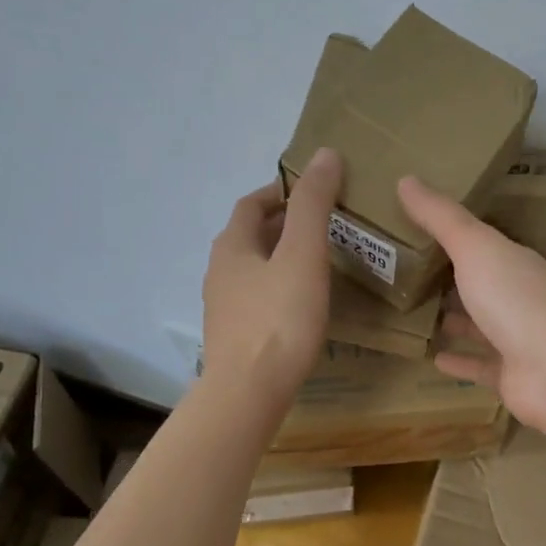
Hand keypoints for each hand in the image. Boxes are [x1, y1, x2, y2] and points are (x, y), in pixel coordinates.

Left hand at [203, 148, 342, 410]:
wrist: (248, 391)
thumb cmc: (279, 318)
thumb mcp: (303, 255)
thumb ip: (314, 205)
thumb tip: (325, 154)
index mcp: (232, 245)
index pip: (253, 204)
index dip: (281, 192)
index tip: (313, 193)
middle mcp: (219, 271)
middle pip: (250, 236)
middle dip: (283, 224)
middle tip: (324, 227)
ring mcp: (222, 306)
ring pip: (253, 268)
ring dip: (280, 257)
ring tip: (317, 263)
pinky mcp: (233, 336)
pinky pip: (256, 298)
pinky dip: (278, 288)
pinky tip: (301, 305)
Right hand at [398, 175, 545, 430]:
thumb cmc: (515, 299)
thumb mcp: (475, 248)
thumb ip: (441, 218)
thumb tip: (405, 179)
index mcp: (515, 263)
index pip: (485, 246)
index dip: (456, 239)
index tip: (420, 233)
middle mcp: (520, 299)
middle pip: (483, 286)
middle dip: (453, 281)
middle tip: (411, 275)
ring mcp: (518, 340)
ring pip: (482, 327)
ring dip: (456, 321)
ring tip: (418, 315)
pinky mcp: (511, 376)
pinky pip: (480, 365)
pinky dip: (459, 360)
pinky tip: (433, 357)